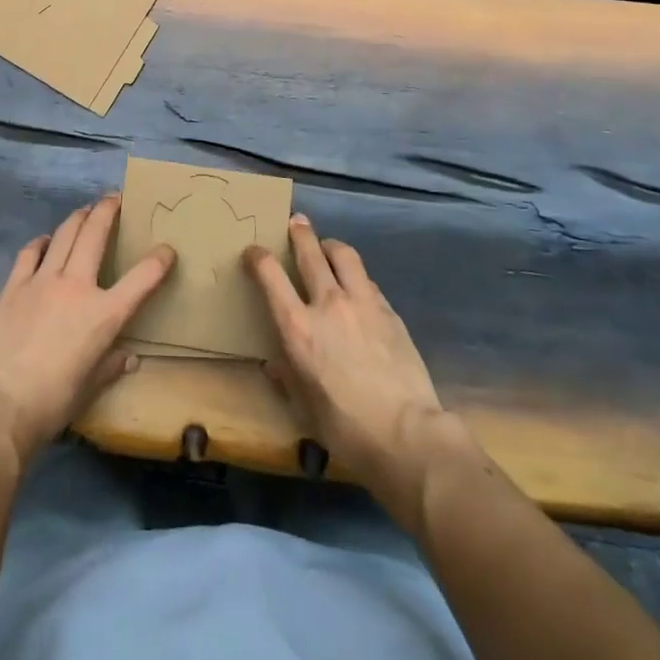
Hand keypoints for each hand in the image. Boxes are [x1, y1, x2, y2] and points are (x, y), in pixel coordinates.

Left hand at [0, 193, 175, 463]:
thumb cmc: (50, 403)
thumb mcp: (89, 388)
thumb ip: (110, 367)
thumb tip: (128, 358)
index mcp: (103, 314)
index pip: (141, 279)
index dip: (158, 261)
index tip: (167, 249)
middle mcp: (76, 286)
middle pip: (95, 235)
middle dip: (108, 211)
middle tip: (114, 198)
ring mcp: (42, 281)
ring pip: (64, 234)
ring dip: (78, 217)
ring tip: (85, 209)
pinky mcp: (14, 285)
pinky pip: (30, 252)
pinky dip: (41, 242)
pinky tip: (44, 240)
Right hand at [245, 214, 448, 509]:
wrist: (407, 435)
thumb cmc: (346, 428)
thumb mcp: (304, 407)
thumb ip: (287, 377)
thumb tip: (274, 364)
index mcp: (298, 327)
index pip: (270, 275)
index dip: (257, 257)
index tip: (253, 252)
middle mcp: (328, 303)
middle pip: (310, 252)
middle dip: (299, 233)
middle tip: (296, 223)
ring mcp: (362, 303)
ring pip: (344, 254)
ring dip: (330, 245)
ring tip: (326, 247)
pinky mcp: (389, 311)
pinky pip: (367, 280)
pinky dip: (355, 276)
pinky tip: (357, 287)